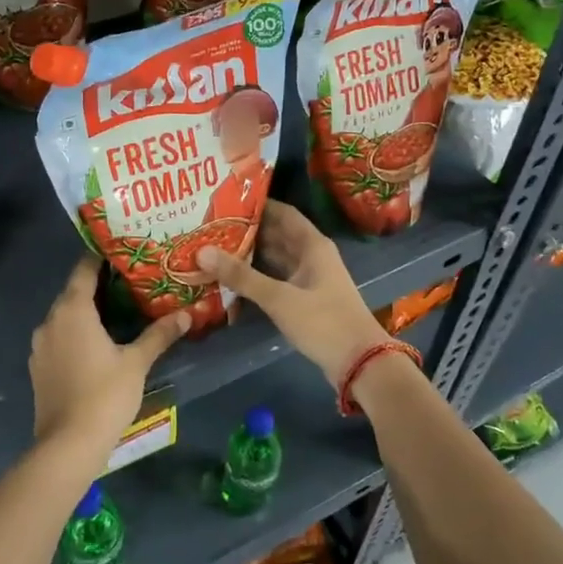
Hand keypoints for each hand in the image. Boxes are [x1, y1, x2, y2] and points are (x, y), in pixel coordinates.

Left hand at [30, 254, 187, 466]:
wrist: (68, 445)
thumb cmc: (105, 395)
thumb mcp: (137, 362)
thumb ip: (159, 334)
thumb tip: (186, 314)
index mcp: (72, 310)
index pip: (84, 270)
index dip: (101, 258)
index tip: (123, 252)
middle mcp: (50, 321)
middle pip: (73, 293)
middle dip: (99, 286)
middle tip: (130, 282)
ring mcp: (40, 346)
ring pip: (65, 317)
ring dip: (87, 313)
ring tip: (118, 312)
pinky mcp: (38, 368)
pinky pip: (59, 339)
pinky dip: (76, 334)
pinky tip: (97, 344)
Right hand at [199, 200, 391, 386]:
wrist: (360, 362)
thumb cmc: (324, 322)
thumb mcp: (280, 298)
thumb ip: (241, 276)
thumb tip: (202, 251)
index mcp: (312, 245)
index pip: (282, 213)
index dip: (256, 205)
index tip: (224, 201)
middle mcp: (311, 256)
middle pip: (276, 235)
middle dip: (246, 230)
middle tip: (210, 226)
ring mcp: (309, 279)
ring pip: (275, 259)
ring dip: (249, 255)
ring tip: (213, 249)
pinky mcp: (304, 300)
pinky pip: (276, 280)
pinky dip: (256, 277)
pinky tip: (231, 279)